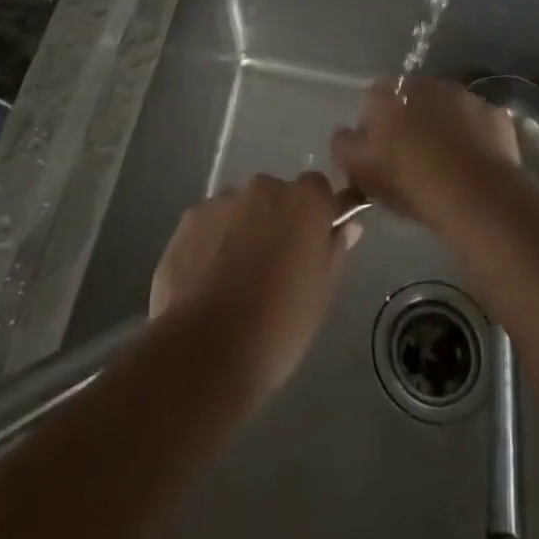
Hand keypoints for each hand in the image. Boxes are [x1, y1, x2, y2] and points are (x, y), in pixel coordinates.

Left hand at [149, 173, 358, 403]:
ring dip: (244, 229)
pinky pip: (210, 222)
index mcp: (304, 201)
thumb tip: (348, 224)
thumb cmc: (278, 326)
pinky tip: (207, 278)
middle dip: (277, 221)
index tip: (312, 244)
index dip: (316, 214)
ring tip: (235, 277)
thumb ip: (334, 250)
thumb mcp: (321, 294)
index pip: (318, 189)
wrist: (206, 350)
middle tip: (273, 266)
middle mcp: (264, 187)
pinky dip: (212, 241)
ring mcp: (223, 200)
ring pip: (241, 208)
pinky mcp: (190, 218)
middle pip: (277, 196)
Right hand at [331, 77, 522, 227]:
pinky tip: (474, 164)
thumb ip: (343, 146)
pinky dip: (475, 138)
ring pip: (447, 108)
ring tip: (447, 164)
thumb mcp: (360, 170)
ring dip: (444, 126)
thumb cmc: (409, 180)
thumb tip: (344, 134)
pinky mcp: (494, 114)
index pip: (373, 101)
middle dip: (411, 122)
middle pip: (411, 100)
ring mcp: (463, 95)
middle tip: (414, 160)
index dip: (375, 127)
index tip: (380, 155)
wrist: (474, 192)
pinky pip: (478, 124)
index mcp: (387, 95)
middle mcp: (424, 84)